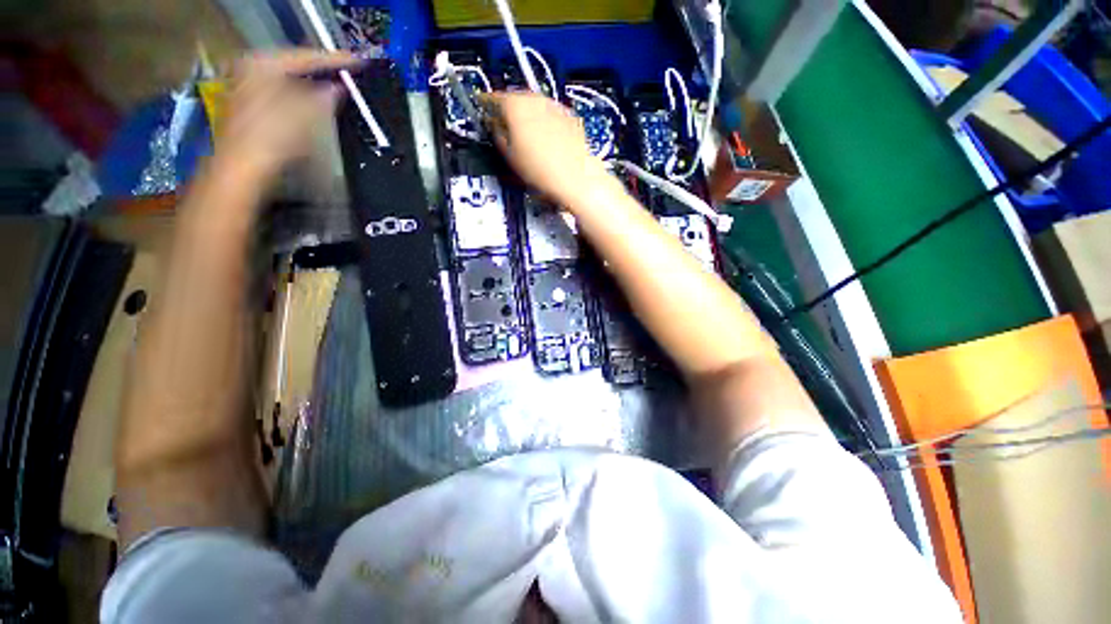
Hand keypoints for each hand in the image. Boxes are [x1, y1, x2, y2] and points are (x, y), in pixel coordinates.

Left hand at [216, 49, 360, 181]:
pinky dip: (301, 97)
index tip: (358, 61)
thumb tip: (337, 89)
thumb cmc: (270, 137)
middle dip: (322, 71)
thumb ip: (323, 97)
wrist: (241, 168)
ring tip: (335, 87)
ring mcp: (247, 87)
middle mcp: (251, 69)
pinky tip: (314, 104)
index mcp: (262, 63)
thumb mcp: (305, 114)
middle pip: (295, 65)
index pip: (306, 55)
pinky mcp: (250, 106)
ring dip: (312, 85)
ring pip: (289, 80)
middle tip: (347, 74)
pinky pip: (283, 93)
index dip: (335, 60)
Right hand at [482, 92, 610, 209]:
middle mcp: (534, 98)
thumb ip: (498, 135)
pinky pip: (549, 113)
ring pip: (533, 103)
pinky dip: (542, 119)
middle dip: (507, 108)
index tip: (481, 108)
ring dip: (526, 113)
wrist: (577, 178)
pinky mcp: (569, 115)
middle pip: (515, 97)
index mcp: (515, 105)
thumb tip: (494, 125)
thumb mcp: (510, 157)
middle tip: (502, 122)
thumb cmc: (540, 171)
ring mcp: (554, 105)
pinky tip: (544, 136)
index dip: (485, 104)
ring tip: (523, 131)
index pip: (493, 98)